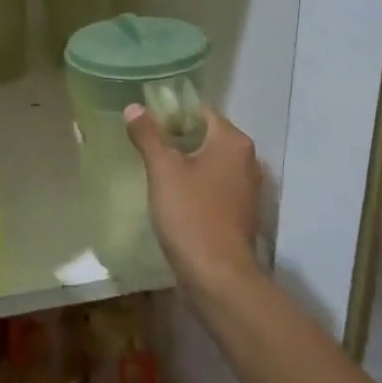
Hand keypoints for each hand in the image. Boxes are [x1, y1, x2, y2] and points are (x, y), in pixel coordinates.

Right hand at [124, 104, 263, 296]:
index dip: (173, 114)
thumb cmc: (191, 214)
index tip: (147, 124)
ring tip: (156, 172)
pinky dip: (196, 187)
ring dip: (187, 165)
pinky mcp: (241, 213)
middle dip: (178, 140)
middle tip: (146, 148)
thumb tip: (134, 107)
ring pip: (211, 164)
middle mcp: (247, 160)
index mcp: (233, 142)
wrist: (218, 275)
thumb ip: (148, 135)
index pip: (201, 112)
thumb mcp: (163, 169)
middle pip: (207, 137)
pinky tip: (174, 198)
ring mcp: (247, 189)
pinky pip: (215, 188)